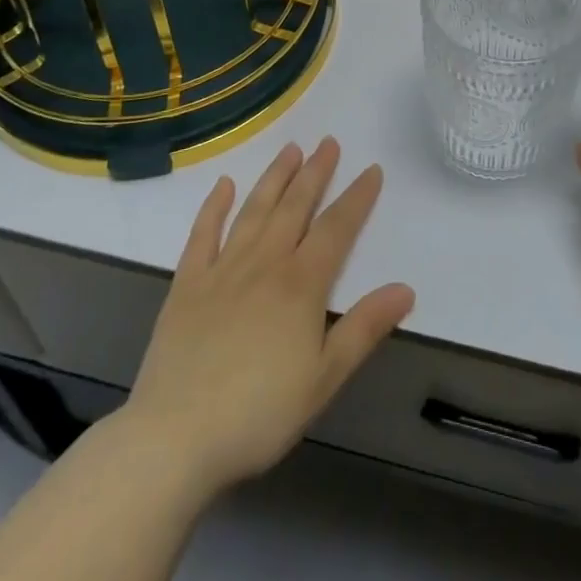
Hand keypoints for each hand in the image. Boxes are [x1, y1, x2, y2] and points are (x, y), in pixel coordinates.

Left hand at [116, 139, 414, 500]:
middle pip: (295, 207)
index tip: (372, 170)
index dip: (357, 198)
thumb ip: (364, 328)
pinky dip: (214, 206)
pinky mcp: (187, 284)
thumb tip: (406, 289)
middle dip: (315, 173)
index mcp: (301, 284)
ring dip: (275, 177)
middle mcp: (264, 263)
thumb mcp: (324, 378)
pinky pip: (203, 234)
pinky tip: (224, 185)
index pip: (336, 229)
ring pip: (255, 210)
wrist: (174, 438)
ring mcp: (222, 269)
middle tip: (329, 142)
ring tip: (290, 148)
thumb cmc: (258, 413)